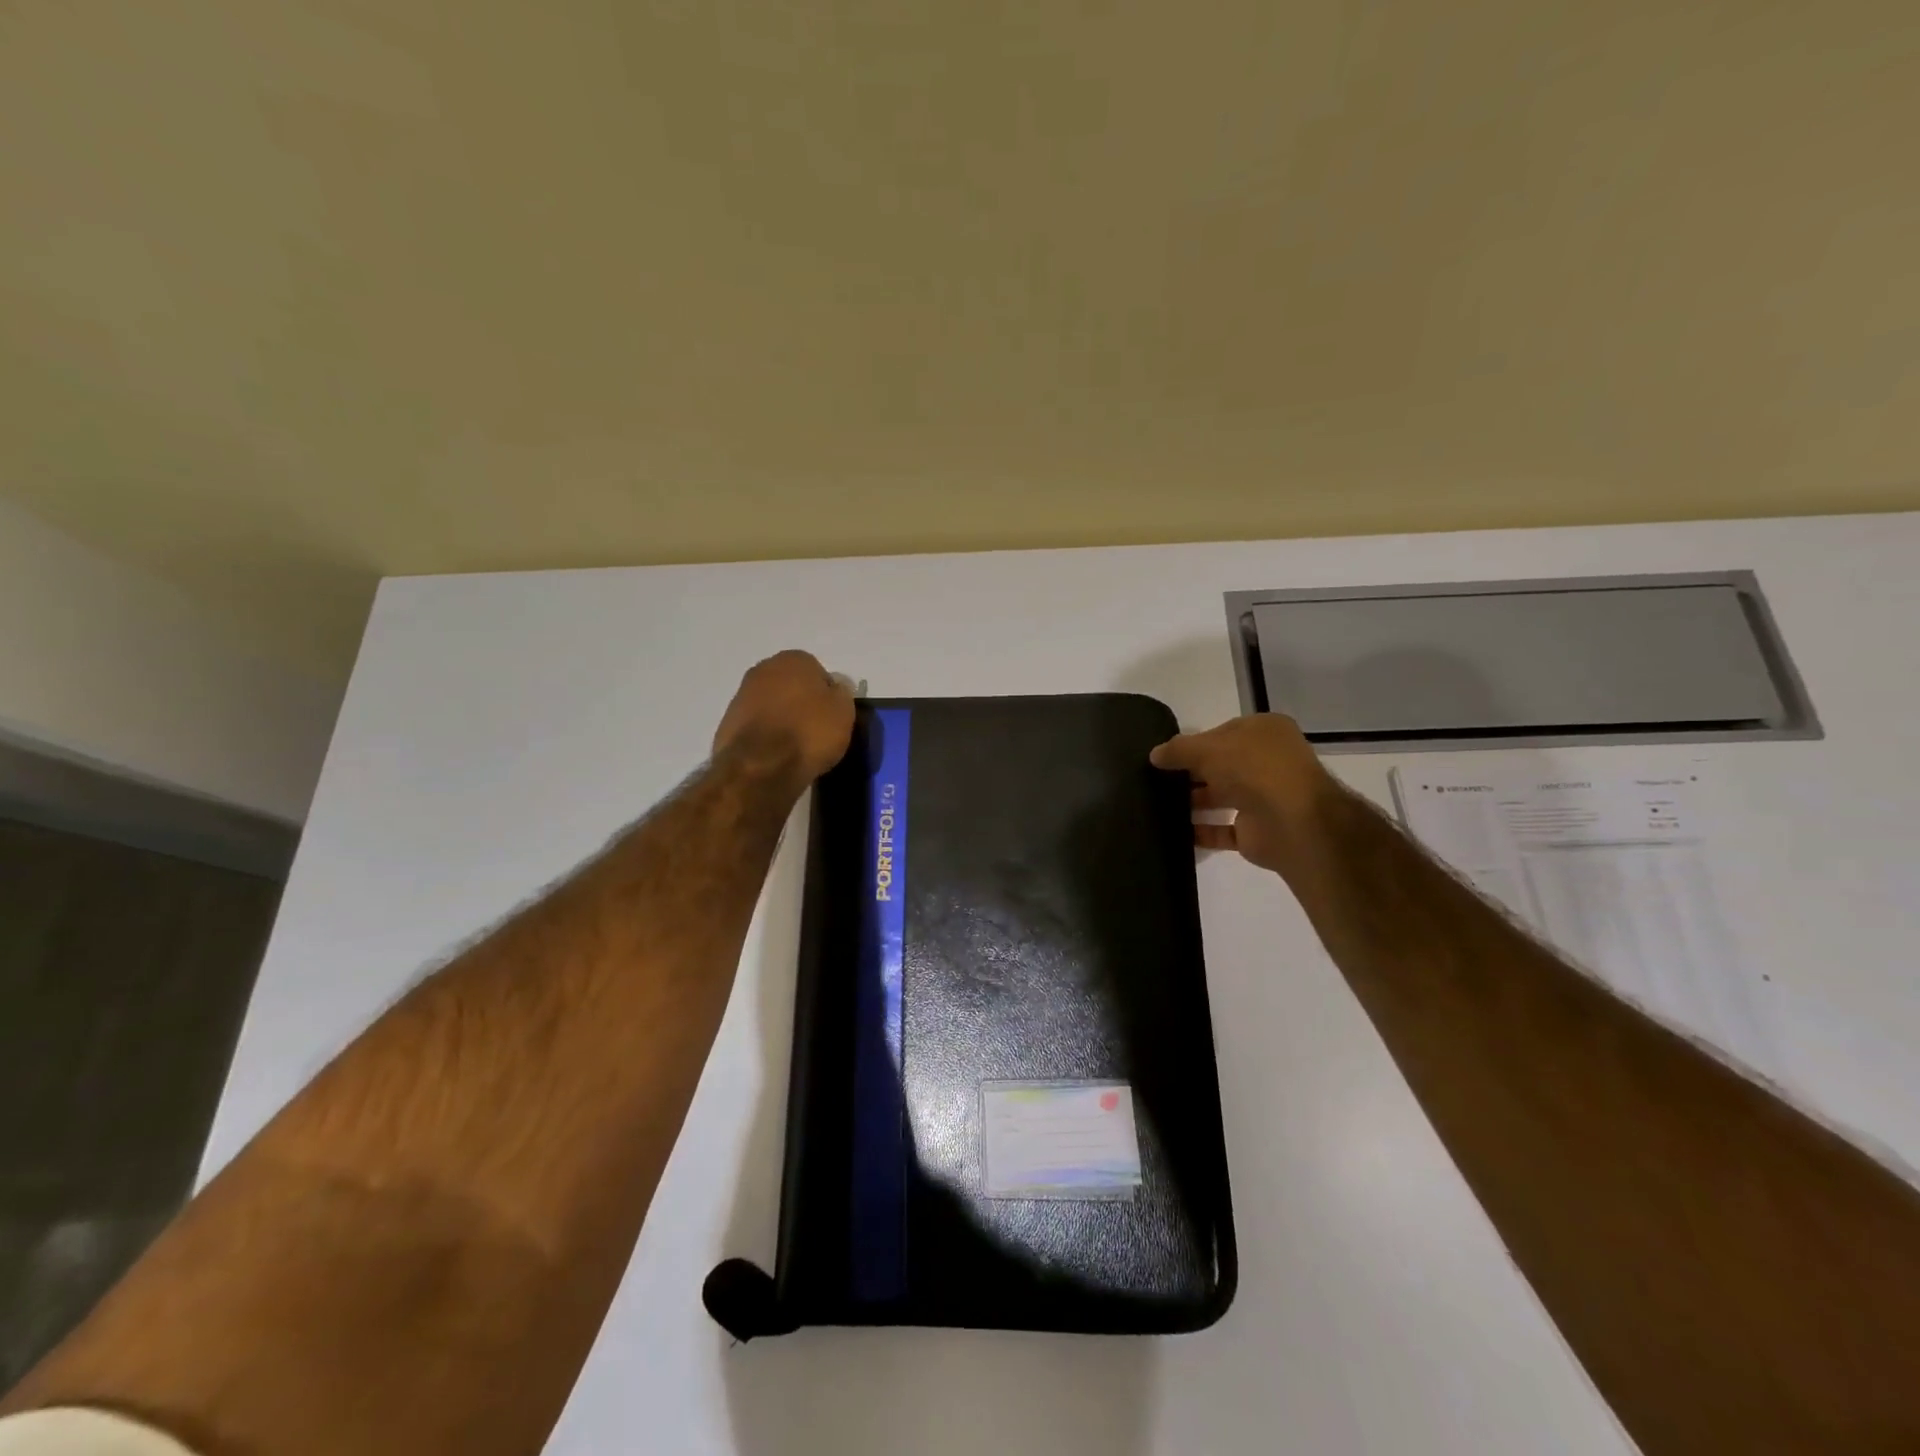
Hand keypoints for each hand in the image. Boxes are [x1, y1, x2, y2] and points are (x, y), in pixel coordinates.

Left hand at [713, 650, 855, 785]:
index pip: (818, 672)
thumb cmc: (809, 732)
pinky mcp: (727, 723)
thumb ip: (841, 693)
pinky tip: (775, 755)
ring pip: (771, 705)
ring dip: (781, 719)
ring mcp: (741, 695)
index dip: (827, 696)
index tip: (832, 718)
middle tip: (815, 730)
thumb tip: (835, 688)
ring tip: (795, 747)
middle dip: (801, 703)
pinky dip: (765, 736)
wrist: (761, 767)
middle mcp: (764, 669)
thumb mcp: (844, 712)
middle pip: (791, 686)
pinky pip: (756, 725)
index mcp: (794, 659)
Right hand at [1149, 713, 1336, 875]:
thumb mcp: (1207, 748)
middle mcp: (1268, 762)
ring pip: (1221, 797)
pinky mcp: (1257, 831)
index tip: (1165, 755)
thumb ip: (1178, 750)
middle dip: (1191, 773)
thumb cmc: (1253, 770)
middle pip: (1221, 765)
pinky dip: (1201, 831)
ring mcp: (1264, 798)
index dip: (1194, 742)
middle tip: (1156, 779)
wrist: (1293, 823)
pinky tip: (1174, 830)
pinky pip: (1222, 830)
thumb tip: (1154, 755)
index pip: (1223, 732)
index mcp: (1265, 732)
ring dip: (1193, 802)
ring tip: (1158, 804)